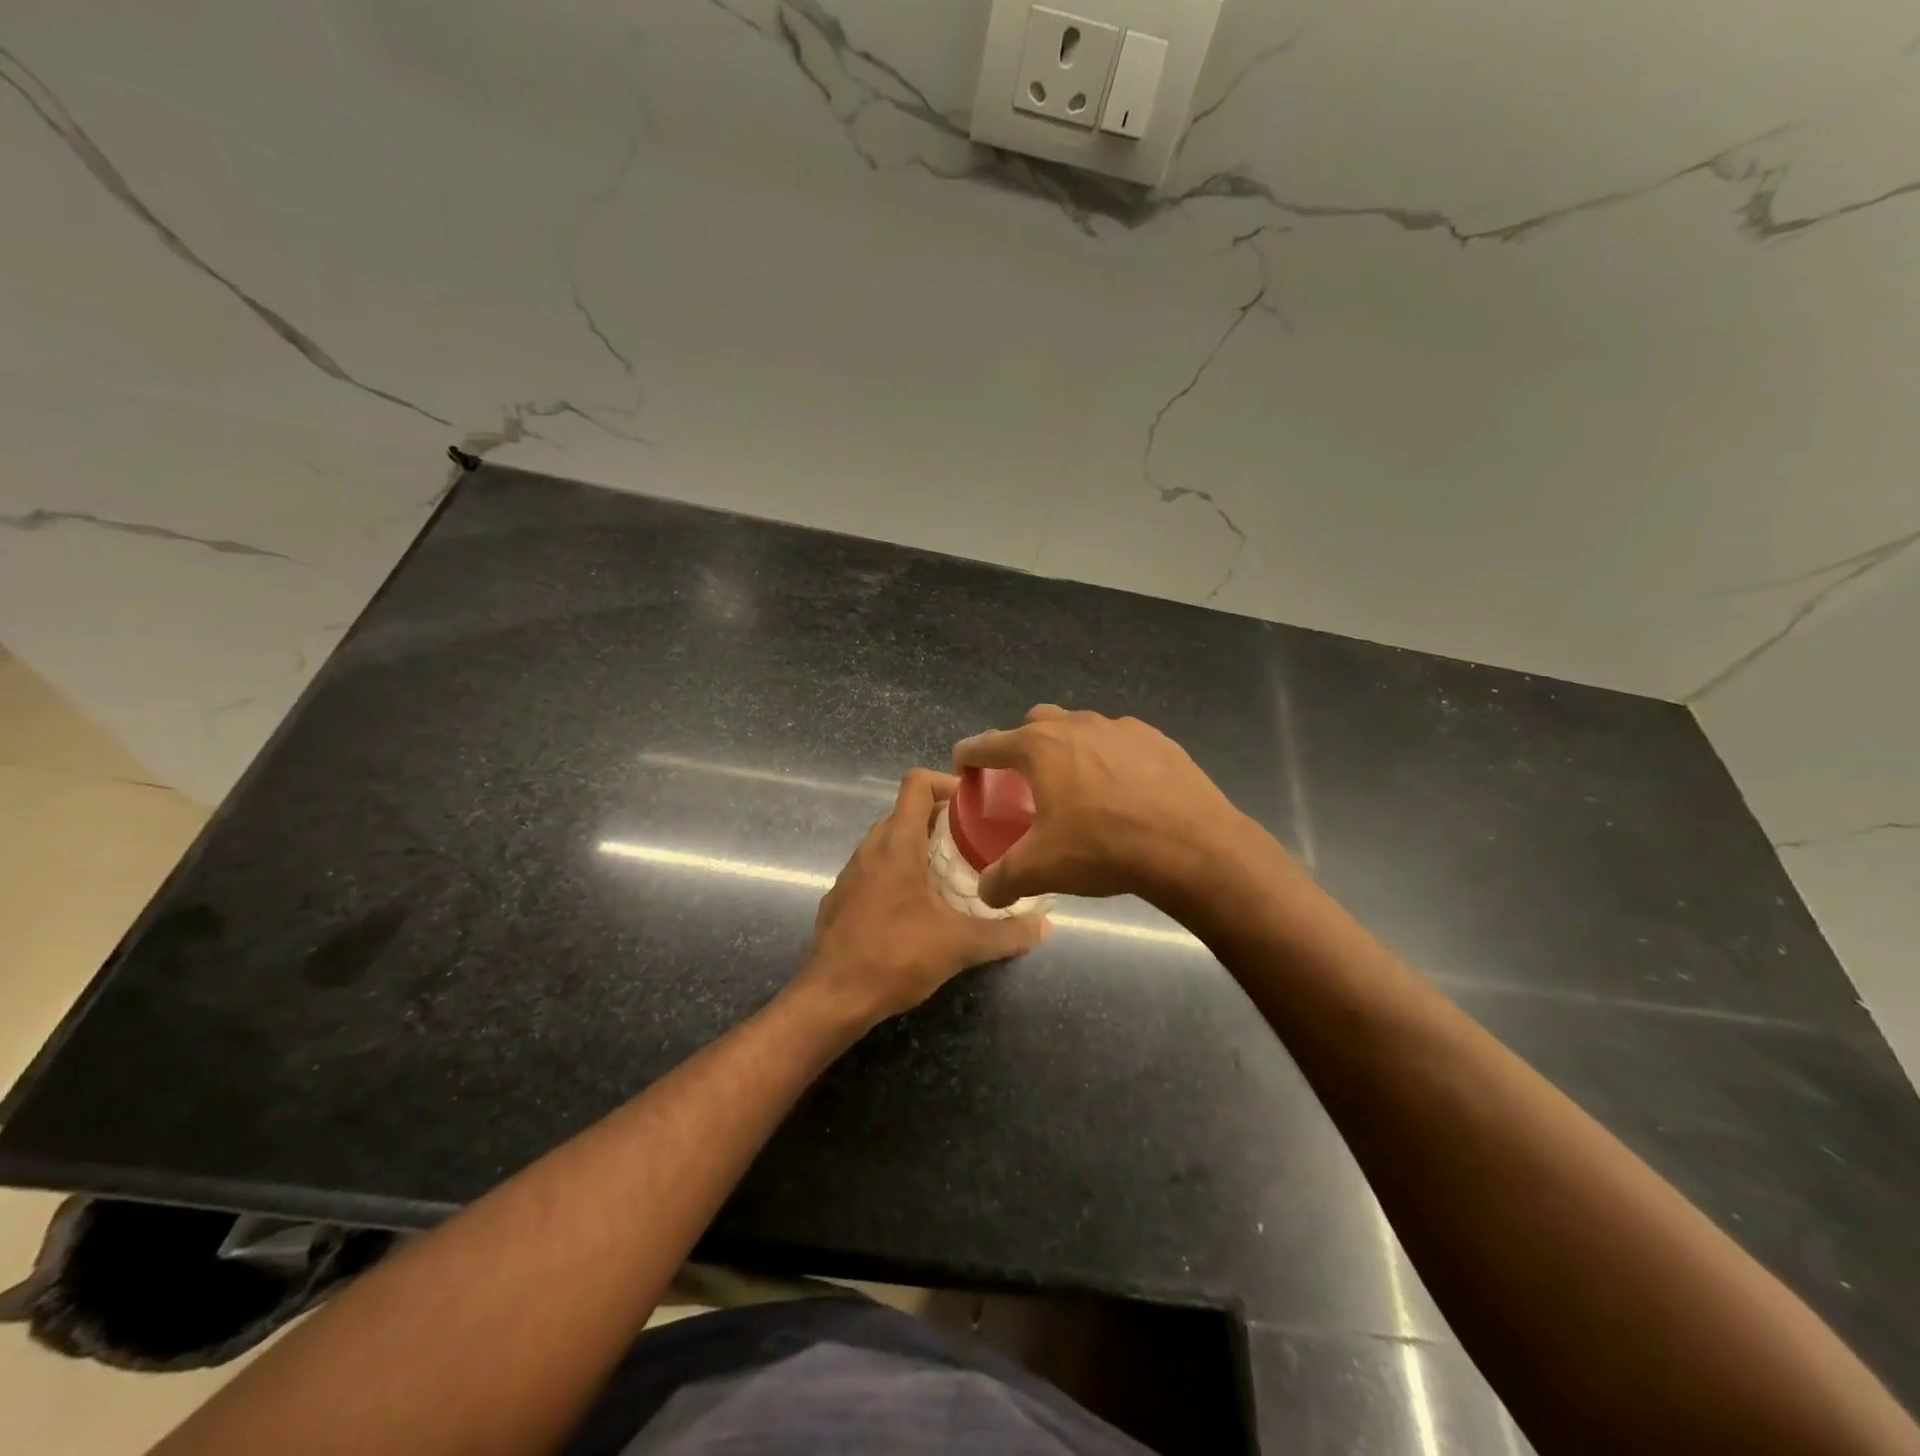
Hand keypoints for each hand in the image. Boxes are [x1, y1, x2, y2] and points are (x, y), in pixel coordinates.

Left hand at [797, 769, 1047, 1026]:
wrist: (833, 998)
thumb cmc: (896, 957)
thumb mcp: (960, 946)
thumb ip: (1006, 934)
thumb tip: (1044, 927)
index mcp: (897, 843)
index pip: (916, 782)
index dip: (946, 782)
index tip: (974, 806)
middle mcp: (870, 848)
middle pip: (905, 811)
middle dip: (939, 819)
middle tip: (973, 842)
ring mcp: (850, 872)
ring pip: (887, 841)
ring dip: (917, 847)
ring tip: (949, 874)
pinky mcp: (840, 897)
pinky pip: (872, 869)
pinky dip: (896, 872)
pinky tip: (914, 907)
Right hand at [953, 706, 1254, 909]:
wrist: (1192, 847)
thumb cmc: (1104, 848)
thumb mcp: (1042, 869)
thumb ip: (1003, 879)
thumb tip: (986, 892)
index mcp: (1040, 747)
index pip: (989, 743)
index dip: (970, 754)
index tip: (963, 765)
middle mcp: (1077, 725)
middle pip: (1036, 722)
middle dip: (1022, 744)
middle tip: (1025, 779)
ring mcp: (1121, 728)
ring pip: (1081, 728)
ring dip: (1069, 749)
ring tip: (1077, 785)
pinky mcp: (1158, 739)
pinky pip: (1121, 742)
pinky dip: (1110, 758)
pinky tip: (1123, 791)